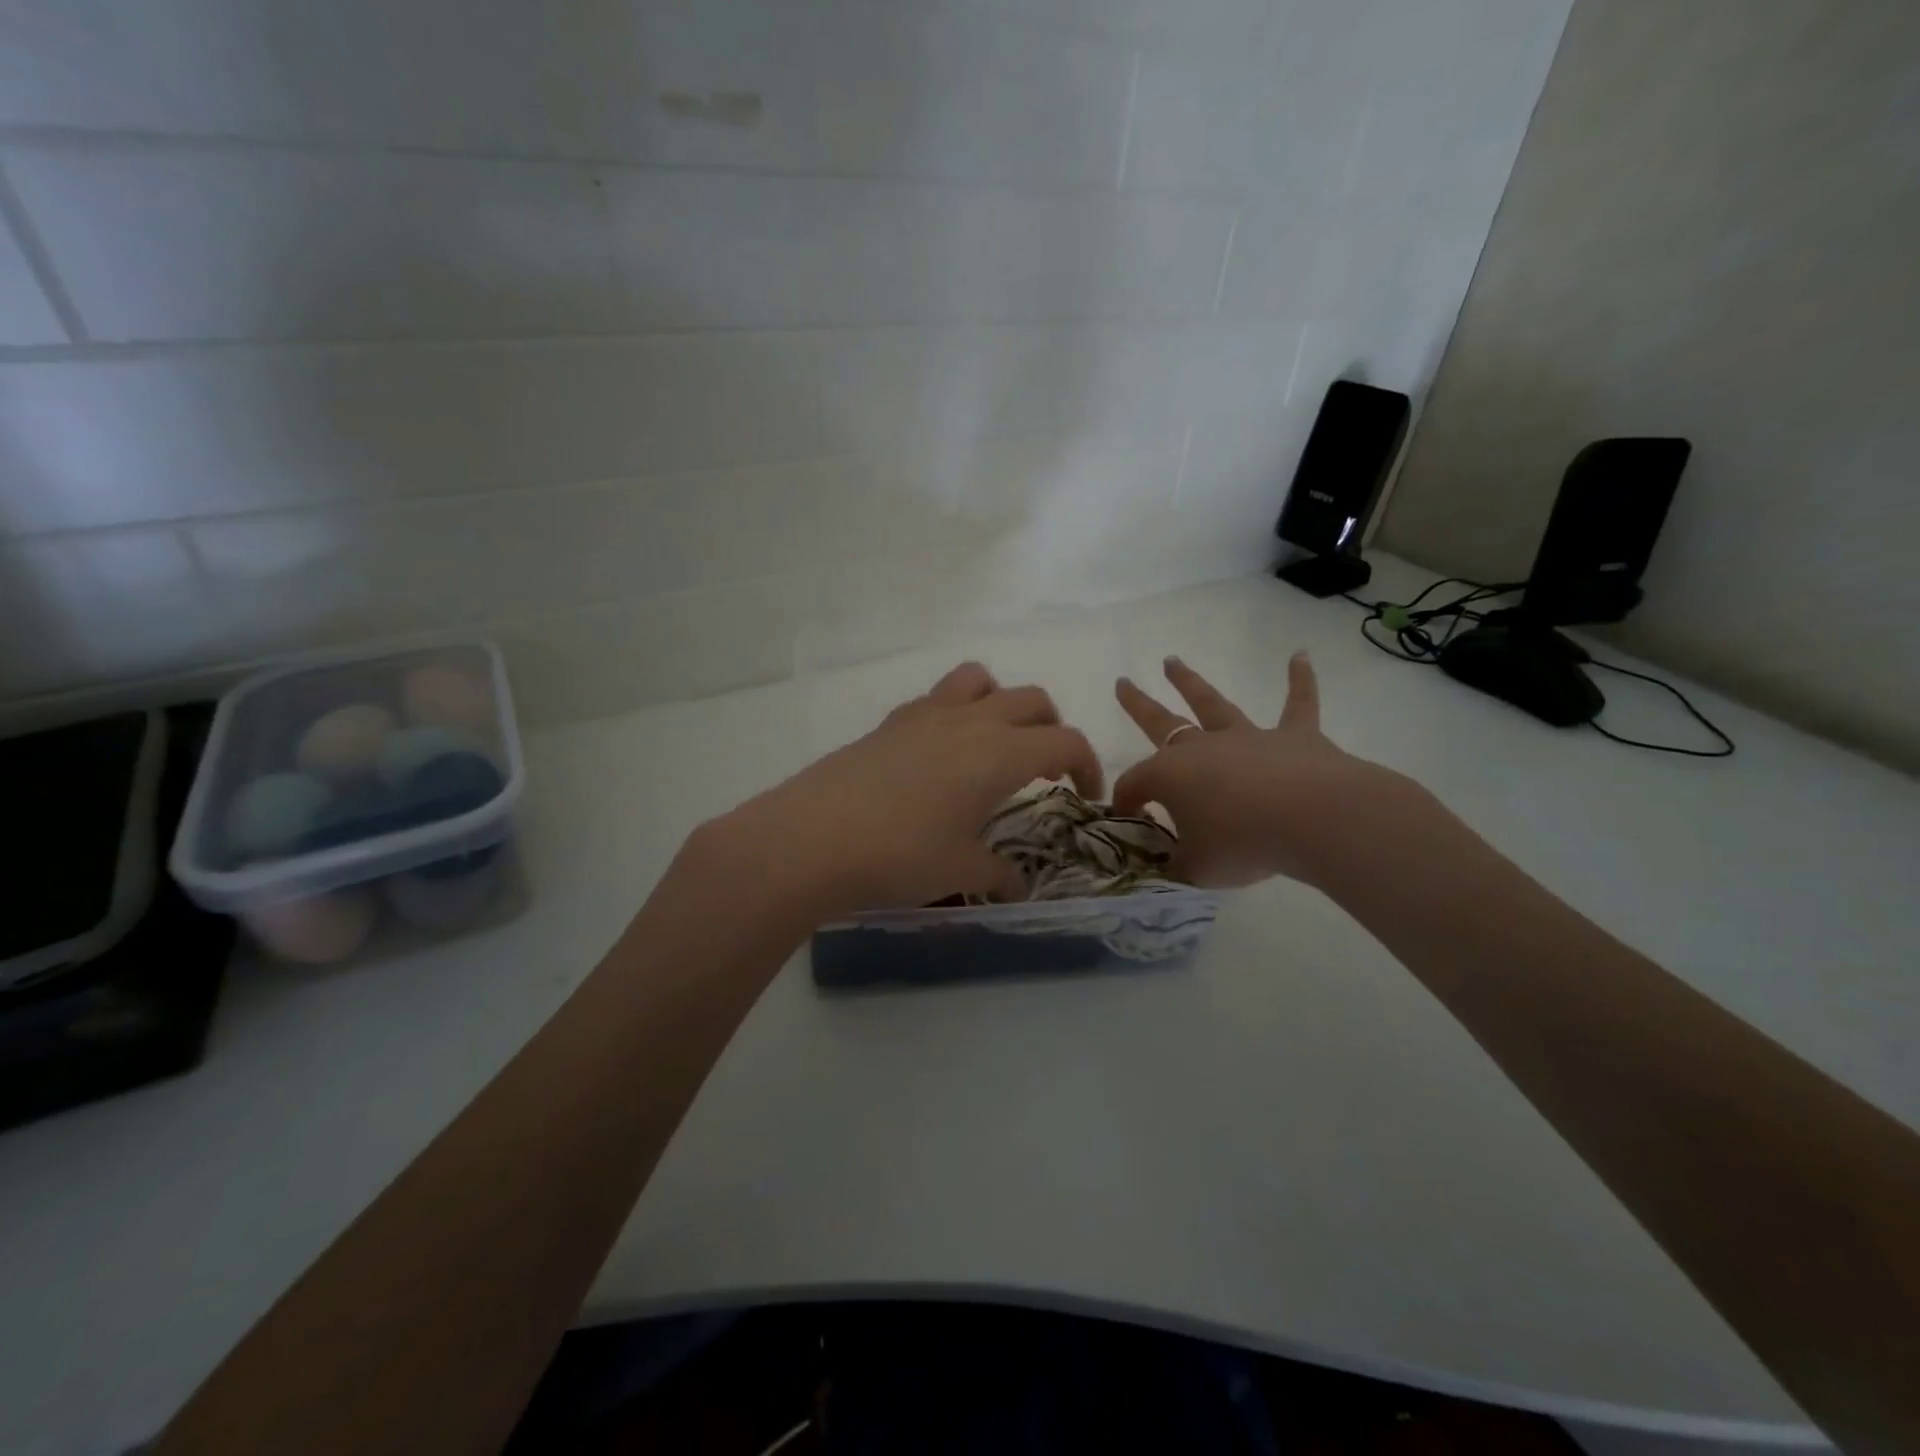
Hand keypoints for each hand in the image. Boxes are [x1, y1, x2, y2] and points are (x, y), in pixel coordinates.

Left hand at [701, 662, 1102, 919]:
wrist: (812, 838)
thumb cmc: (900, 855)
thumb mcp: (960, 870)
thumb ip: (998, 873)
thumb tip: (1017, 886)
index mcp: (1000, 753)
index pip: (1065, 741)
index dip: (1086, 766)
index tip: (1084, 797)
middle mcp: (970, 721)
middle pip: (1031, 699)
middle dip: (1051, 728)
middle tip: (1045, 768)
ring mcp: (926, 715)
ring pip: (980, 679)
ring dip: (1001, 701)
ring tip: (994, 741)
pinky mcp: (890, 722)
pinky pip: (936, 698)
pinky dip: (954, 712)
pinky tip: (938, 755)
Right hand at [1113, 652, 1402, 887]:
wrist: (1312, 820)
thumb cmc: (1242, 844)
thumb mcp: (1195, 869)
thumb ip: (1176, 865)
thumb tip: (1167, 865)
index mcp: (1169, 775)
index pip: (1135, 784)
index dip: (1126, 802)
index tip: (1129, 822)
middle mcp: (1202, 747)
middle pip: (1161, 721)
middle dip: (1138, 704)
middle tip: (1122, 683)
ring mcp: (1248, 738)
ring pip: (1213, 704)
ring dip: (1190, 682)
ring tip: (1172, 661)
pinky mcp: (1295, 737)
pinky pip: (1298, 704)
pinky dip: (1301, 680)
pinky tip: (1300, 656)